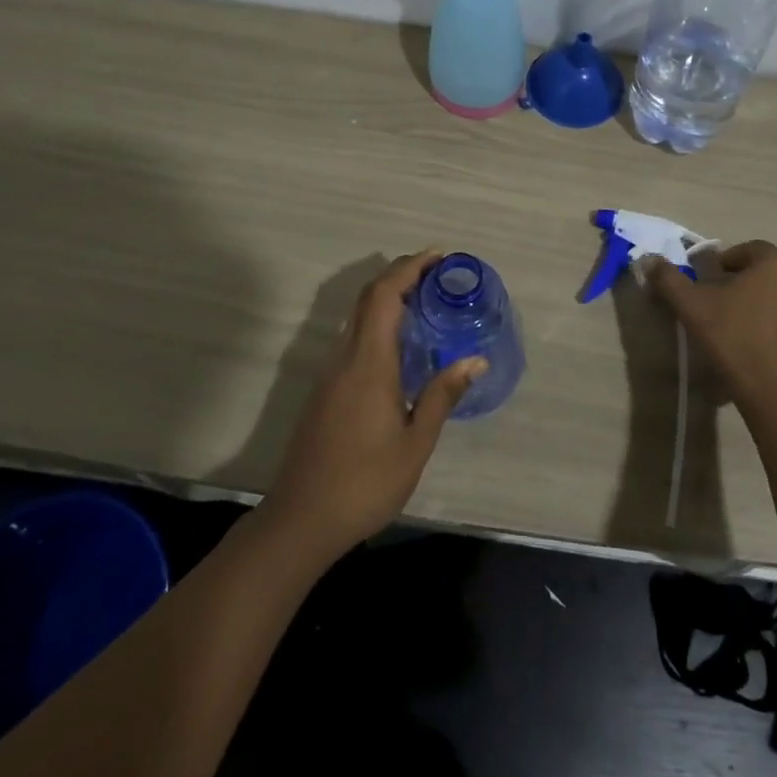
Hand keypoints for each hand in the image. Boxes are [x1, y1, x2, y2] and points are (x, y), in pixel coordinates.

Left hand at [262, 251, 485, 564]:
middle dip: (400, 274)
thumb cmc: (364, 483)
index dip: (409, 267)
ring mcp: (330, 372)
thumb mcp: (415, 443)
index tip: (438, 257)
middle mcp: (344, 357)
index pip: (384, 295)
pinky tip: (400, 344)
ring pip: (357, 316)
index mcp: (368, 363)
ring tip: (425, 301)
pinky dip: (378, 321)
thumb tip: (475, 360)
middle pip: (368, 297)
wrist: (300, 520)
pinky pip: (353, 337)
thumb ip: (442, 396)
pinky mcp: (324, 389)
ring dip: (388, 297)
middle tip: (437, 273)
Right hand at [643, 241, 776, 421]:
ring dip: (774, 308)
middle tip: (722, 305)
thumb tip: (650, 260)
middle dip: (749, 284)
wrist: (772, 393)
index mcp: (776, 264)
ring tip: (747, 330)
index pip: (749, 250)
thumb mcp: (690, 305)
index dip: (726, 262)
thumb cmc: (732, 337)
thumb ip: (669, 278)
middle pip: (771, 274)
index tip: (708, 281)